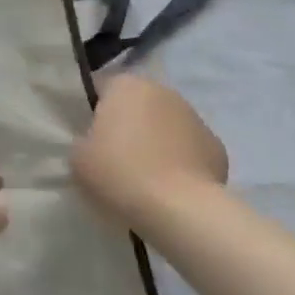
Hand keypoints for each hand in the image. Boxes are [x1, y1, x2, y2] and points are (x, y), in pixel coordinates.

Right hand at [74, 75, 227, 229]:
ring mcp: (194, 117)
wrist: (180, 210)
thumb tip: (95, 142)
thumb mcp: (78, 157)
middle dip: (127, 124)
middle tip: (113, 157)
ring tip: (144, 177)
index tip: (87, 138)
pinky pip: (188, 149)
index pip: (101, 88)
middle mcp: (162, 91)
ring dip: (155, 141)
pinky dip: (180, 162)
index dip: (91, 112)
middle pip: (136, 104)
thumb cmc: (120, 173)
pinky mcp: (217, 147)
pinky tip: (170, 188)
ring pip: (165, 125)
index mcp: (125, 85)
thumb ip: (82, 140)